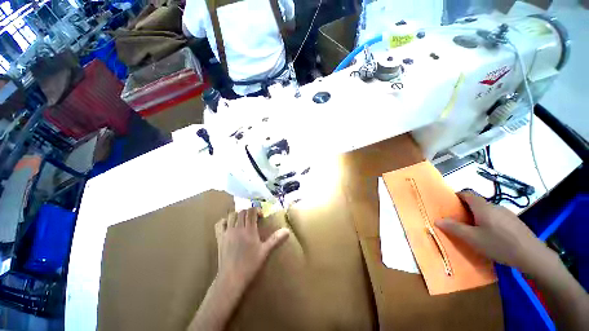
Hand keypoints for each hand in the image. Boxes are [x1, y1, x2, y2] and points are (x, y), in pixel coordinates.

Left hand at [214, 208, 289, 291]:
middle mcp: (238, 228)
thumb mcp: (265, 251)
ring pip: (231, 215)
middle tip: (253, 219)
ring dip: (237, 215)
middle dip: (248, 212)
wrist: (231, 278)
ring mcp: (227, 232)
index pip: (251, 211)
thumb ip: (276, 239)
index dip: (256, 210)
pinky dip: (224, 221)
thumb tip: (287, 230)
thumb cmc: (250, 265)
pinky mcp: (219, 238)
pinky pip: (220, 224)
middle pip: (242, 211)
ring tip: (242, 221)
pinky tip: (229, 225)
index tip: (260, 216)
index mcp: (249, 230)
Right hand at [435, 191, 552, 273]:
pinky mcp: (515, 222)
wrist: (532, 256)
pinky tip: (492, 236)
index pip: (466, 193)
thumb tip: (437, 220)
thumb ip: (454, 228)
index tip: (449, 205)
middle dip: (465, 209)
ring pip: (487, 211)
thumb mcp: (472, 238)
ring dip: (478, 217)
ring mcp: (507, 213)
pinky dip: (489, 222)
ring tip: (475, 231)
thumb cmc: (499, 245)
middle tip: (459, 221)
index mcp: (483, 207)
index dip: (456, 196)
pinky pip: (497, 217)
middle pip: (476, 202)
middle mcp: (495, 206)